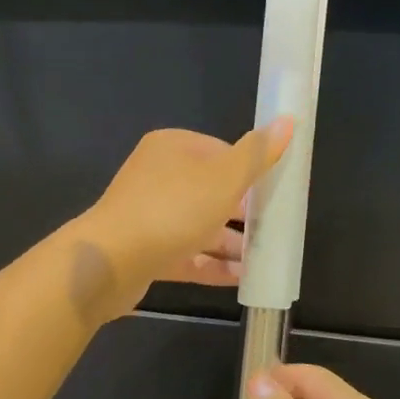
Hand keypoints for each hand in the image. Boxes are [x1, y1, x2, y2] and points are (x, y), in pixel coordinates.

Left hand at [73, 119, 292, 319]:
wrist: (110, 261)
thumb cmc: (172, 210)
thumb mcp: (224, 179)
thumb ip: (257, 154)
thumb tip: (289, 120)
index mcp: (172, 148)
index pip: (220, 152)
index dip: (249, 172)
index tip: (275, 194)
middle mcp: (157, 177)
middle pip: (210, 190)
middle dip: (243, 212)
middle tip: (274, 230)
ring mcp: (149, 215)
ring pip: (199, 225)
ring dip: (231, 242)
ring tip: (264, 259)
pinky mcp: (145, 250)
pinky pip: (186, 254)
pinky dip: (212, 264)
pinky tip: (241, 278)